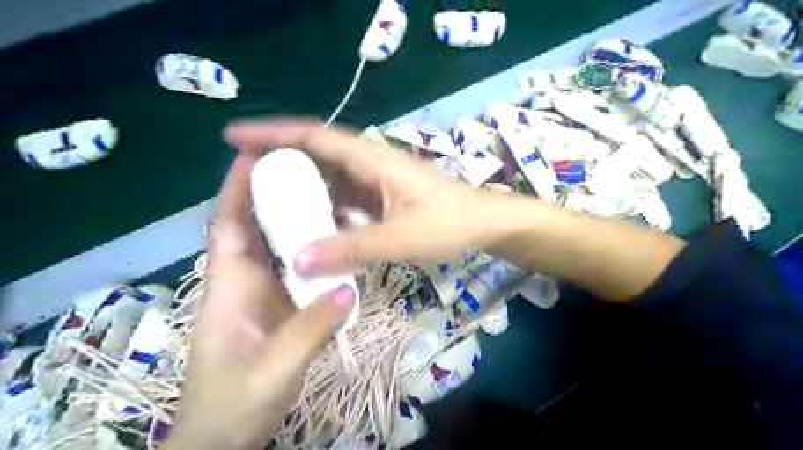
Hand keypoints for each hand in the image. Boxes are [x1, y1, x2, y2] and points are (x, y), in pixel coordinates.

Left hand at [164, 155, 354, 449]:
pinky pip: (296, 271)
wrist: (224, 439)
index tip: (255, 155)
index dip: (237, 189)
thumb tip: (348, 288)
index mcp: (230, 286)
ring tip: (327, 197)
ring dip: (296, 222)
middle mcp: (244, 282)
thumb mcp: (274, 367)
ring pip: (278, 248)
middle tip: (308, 170)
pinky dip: (312, 254)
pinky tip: (335, 246)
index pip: (229, 226)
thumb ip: (311, 328)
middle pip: (256, 228)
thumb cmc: (233, 403)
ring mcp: (263, 295)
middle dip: (273, 195)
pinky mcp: (280, 308)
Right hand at [223, 118, 506, 275]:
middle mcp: (370, 162)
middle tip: (244, 180)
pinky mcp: (383, 196)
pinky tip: (312, 223)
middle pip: (317, 152)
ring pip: (330, 176)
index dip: (272, 134)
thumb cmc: (449, 223)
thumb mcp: (400, 238)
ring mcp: (377, 179)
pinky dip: (324, 205)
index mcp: (371, 159)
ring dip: (302, 186)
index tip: (235, 138)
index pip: (314, 136)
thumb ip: (352, 248)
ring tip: (269, 204)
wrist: (485, 224)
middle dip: (280, 160)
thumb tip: (298, 261)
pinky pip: (345, 196)